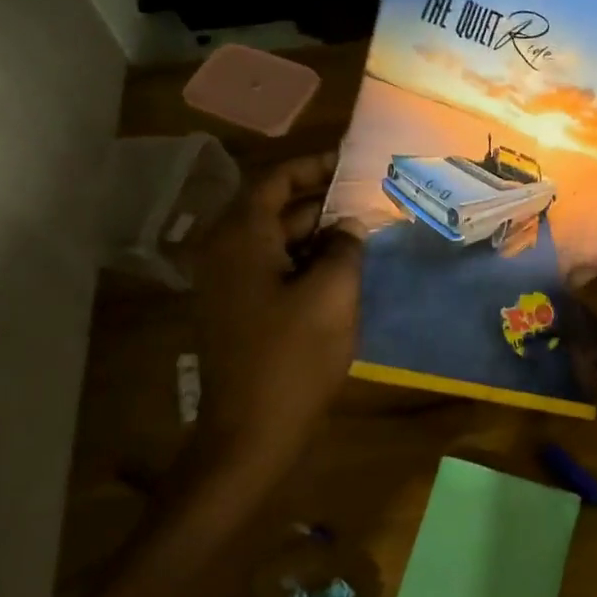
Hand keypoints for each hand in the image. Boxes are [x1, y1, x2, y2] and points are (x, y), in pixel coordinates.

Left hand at [185, 153, 363, 485]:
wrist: (250, 434)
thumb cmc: (292, 358)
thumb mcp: (333, 294)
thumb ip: (345, 247)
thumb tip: (348, 225)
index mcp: (241, 238)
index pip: (276, 180)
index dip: (314, 166)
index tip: (352, 162)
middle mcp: (226, 251)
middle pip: (276, 208)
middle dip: (323, 201)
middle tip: (369, 196)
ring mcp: (228, 283)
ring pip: (277, 240)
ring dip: (317, 233)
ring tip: (364, 229)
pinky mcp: (238, 309)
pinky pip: (273, 268)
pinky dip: (305, 260)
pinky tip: (342, 268)